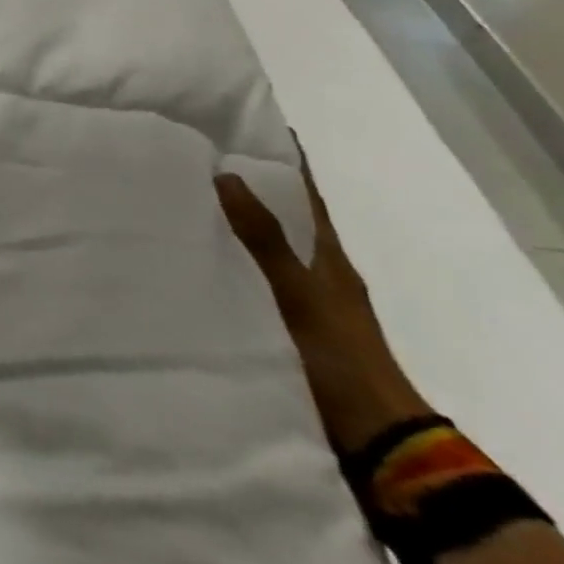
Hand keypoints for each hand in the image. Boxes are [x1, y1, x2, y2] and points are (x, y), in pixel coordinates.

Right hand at [216, 148, 434, 456]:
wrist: (376, 440)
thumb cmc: (340, 357)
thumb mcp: (300, 294)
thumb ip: (264, 239)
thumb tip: (227, 174)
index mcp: (328, 256)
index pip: (304, 193)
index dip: (284, 159)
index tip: (251, 123)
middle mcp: (319, 271)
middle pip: (284, 216)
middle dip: (250, 186)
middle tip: (198, 156)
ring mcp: (305, 302)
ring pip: (267, 248)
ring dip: (237, 224)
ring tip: (186, 201)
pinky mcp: (287, 328)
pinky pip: (254, 279)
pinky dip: (231, 261)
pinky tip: (200, 261)